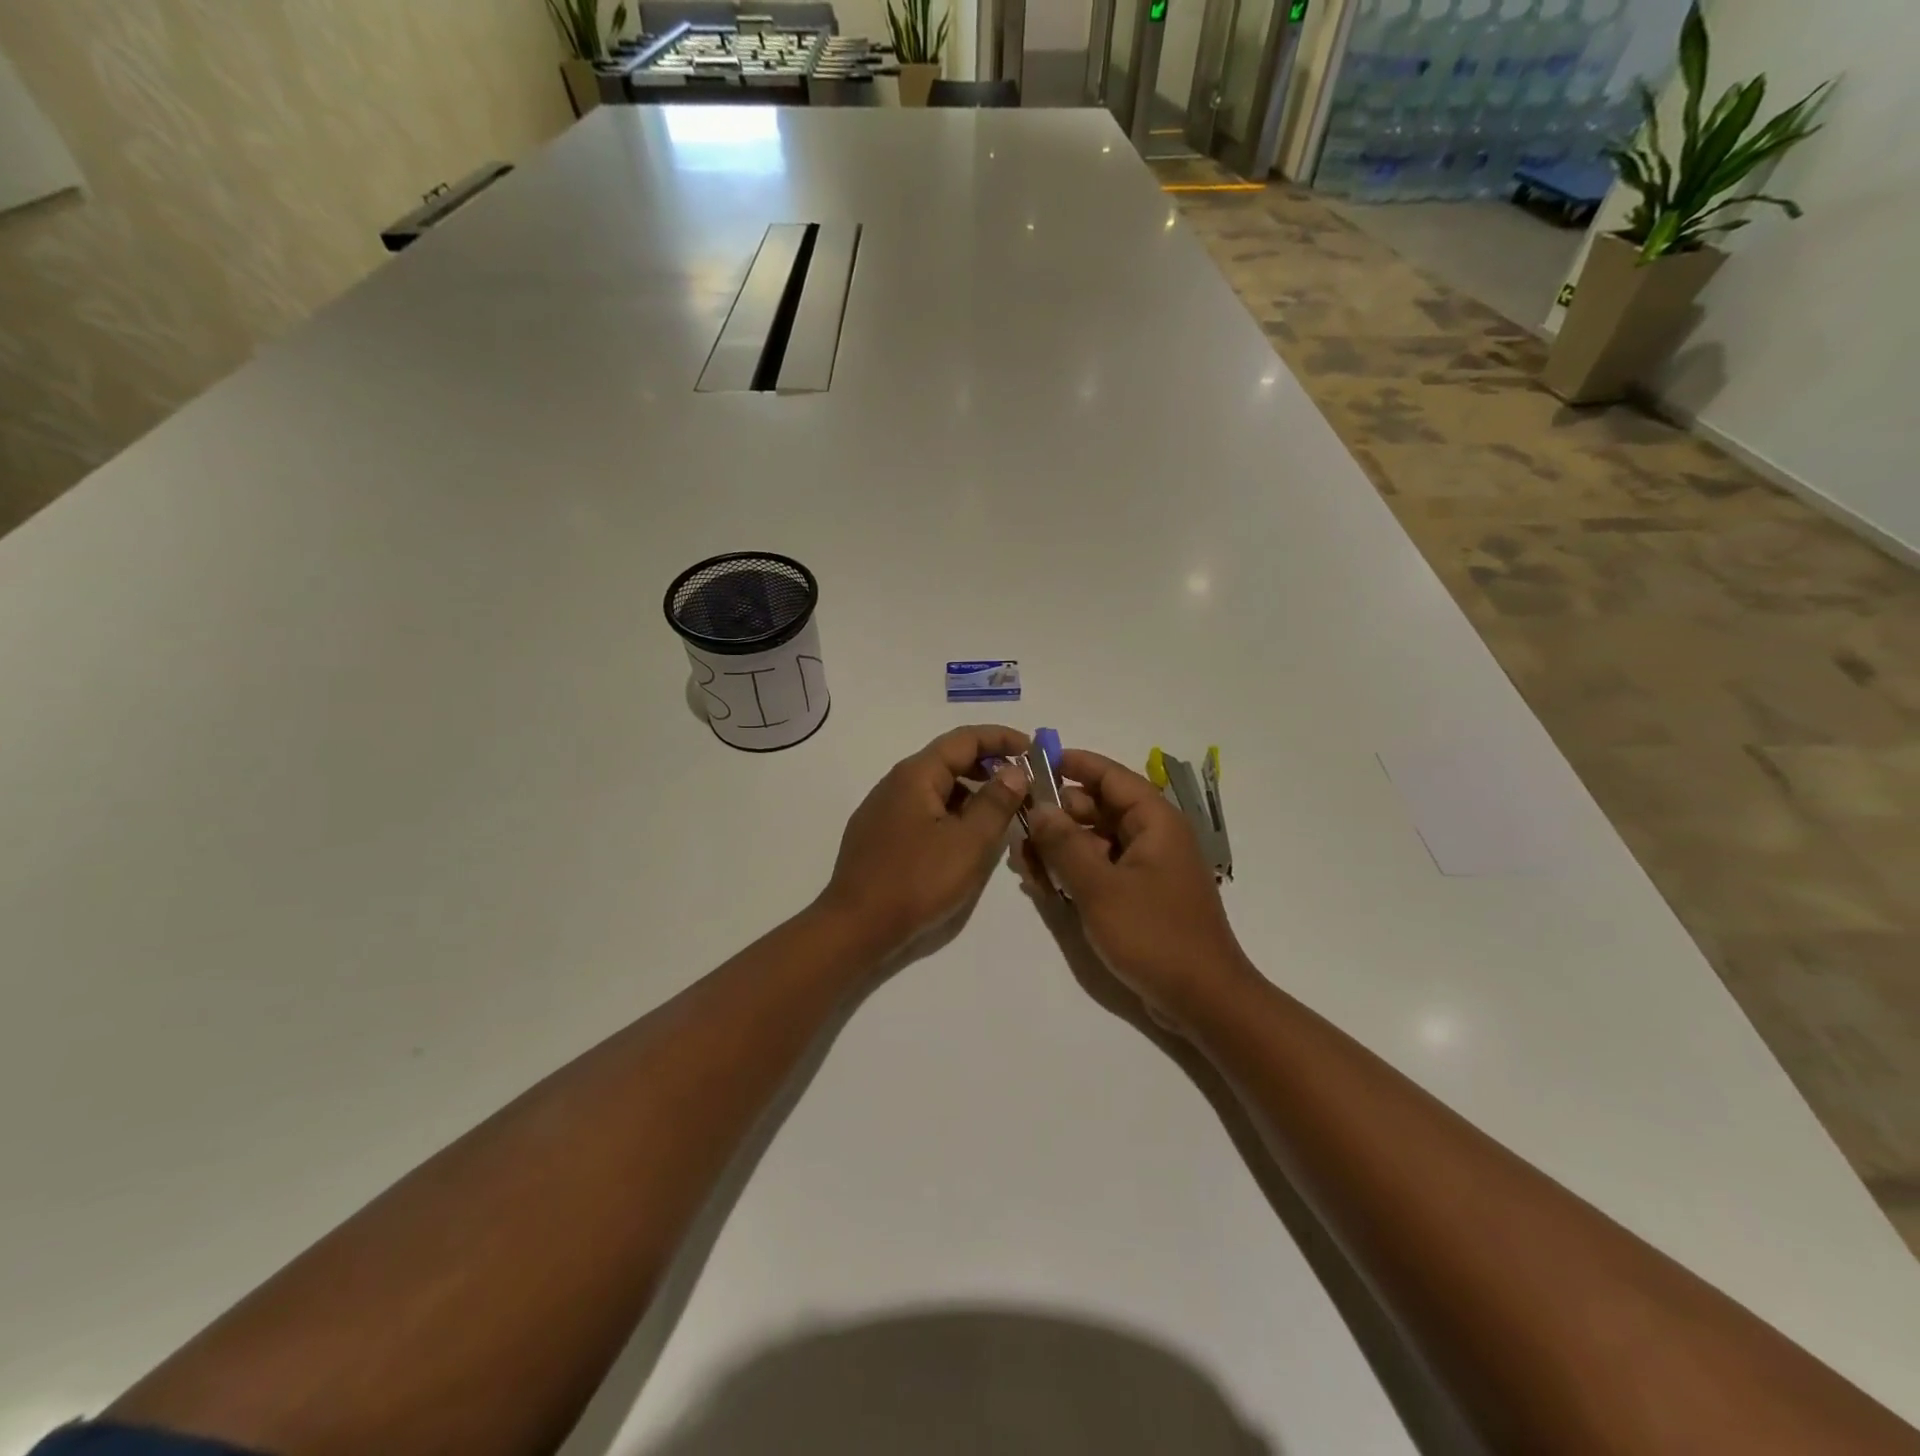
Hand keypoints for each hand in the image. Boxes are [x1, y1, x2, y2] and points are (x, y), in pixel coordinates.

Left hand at [818, 725, 1032, 956]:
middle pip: (949, 759)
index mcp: (916, 775)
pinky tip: (966, 836)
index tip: (1033, 750)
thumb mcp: (969, 843)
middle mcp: (896, 782)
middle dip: (989, 765)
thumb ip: (996, 803)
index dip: (1002, 738)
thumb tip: (1015, 771)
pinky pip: (923, 809)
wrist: (855, 926)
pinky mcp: (880, 835)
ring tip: (1002, 812)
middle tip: (1024, 784)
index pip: (965, 739)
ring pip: (936, 787)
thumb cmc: (917, 881)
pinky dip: (952, 812)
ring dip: (971, 791)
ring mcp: (883, 809)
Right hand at [1025, 749, 1256, 1034]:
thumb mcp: (1100, 887)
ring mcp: (1148, 867)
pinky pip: (1102, 869)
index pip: (1112, 776)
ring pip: (1097, 841)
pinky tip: (1045, 885)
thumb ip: (1065, 844)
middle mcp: (1154, 837)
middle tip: (1020, 824)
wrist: (1203, 1000)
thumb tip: (1040, 806)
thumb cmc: (1154, 935)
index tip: (1036, 761)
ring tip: (1026, 862)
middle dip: (1059, 814)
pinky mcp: (1141, 895)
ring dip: (1062, 847)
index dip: (1075, 764)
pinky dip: (1076, 871)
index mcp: (1156, 822)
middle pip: (1100, 808)